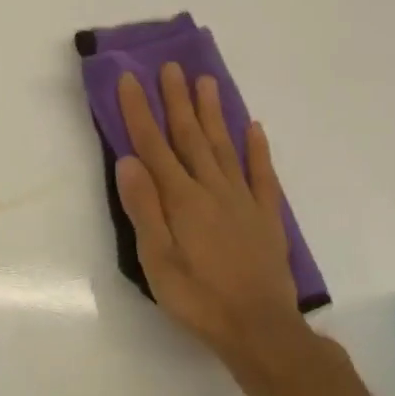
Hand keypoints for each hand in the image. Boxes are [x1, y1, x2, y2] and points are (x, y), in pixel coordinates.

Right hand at [114, 65, 307, 368]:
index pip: (154, 146)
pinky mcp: (266, 216)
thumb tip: (128, 161)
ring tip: (205, 81)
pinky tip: (252, 127)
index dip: (140, 112)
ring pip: (223, 146)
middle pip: (190, 137)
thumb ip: (143, 208)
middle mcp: (212, 190)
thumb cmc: (196, 297)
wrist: (258, 328)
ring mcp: (242, 200)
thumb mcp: (155, 259)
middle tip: (169, 67)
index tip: (130, 80)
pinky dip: (256, 148)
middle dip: (176, 100)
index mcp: (181, 200)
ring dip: (212, 113)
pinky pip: (261, 174)